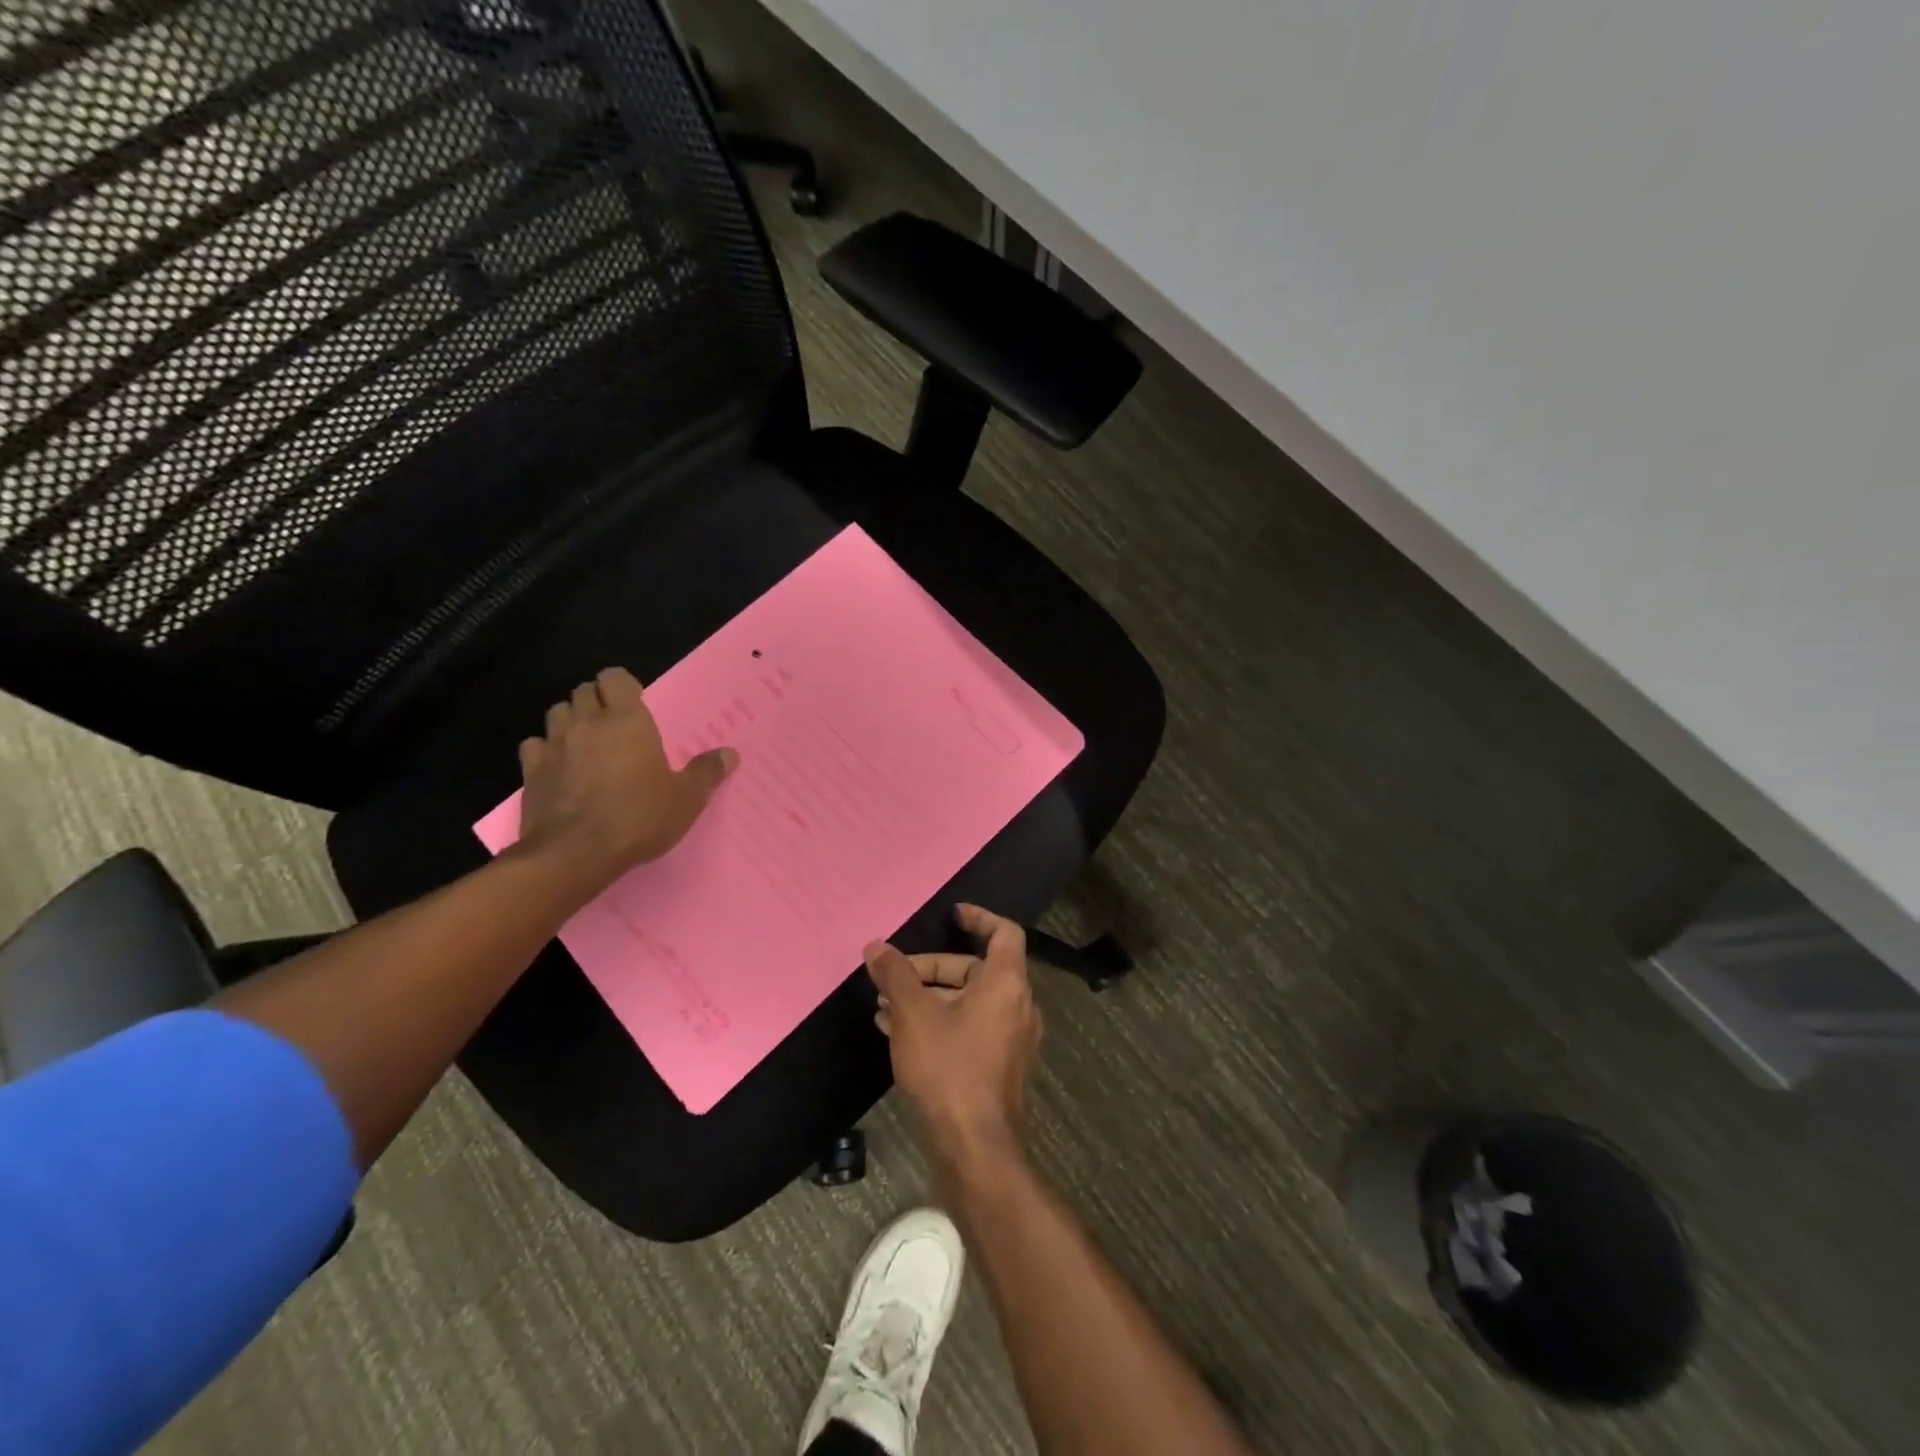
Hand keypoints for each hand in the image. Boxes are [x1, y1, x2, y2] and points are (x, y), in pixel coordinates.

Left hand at [516, 667, 736, 891]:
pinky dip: (545, 748)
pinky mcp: (531, 771)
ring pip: (557, 712)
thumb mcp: (686, 799)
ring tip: (586, 739)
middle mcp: (587, 723)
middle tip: (615, 723)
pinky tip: (558, 764)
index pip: (615, 678)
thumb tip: (730, 754)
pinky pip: (534, 745)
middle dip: (598, 700)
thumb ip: (706, 772)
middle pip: (584, 691)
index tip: (635, 702)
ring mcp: (554, 745)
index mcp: (627, 721)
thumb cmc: (638, 818)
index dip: (623, 685)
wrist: (575, 854)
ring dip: (571, 718)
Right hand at [865, 904, 1039, 1165]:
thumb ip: (896, 975)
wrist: (974, 1145)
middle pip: (975, 969)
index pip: (1003, 933)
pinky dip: (939, 1021)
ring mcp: (1010, 1038)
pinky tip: (897, 1032)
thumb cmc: (949, 1067)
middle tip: (893, 977)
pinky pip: (969, 1027)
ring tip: (884, 1006)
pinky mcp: (999, 1064)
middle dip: (931, 969)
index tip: (952, 913)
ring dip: (928, 998)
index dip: (979, 917)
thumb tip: (877, 947)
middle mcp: (1017, 1005)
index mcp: (1006, 983)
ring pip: (967, 1002)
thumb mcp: (914, 1014)